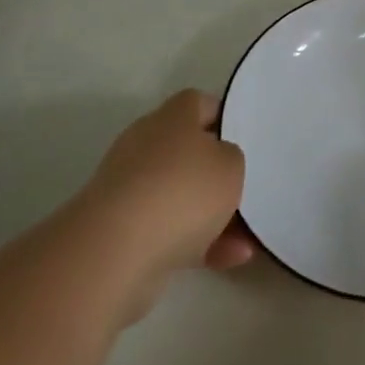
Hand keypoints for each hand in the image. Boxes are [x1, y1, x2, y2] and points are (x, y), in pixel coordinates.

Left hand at [71, 90, 252, 320]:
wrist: (115, 252)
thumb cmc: (182, 191)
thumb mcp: (230, 165)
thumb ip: (231, 158)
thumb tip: (218, 162)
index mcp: (171, 118)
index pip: (198, 104)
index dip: (223, 117)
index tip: (245, 138)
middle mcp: (146, 146)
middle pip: (189, 153)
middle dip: (218, 175)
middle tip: (249, 190)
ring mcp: (131, 190)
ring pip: (181, 197)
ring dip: (214, 217)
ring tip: (248, 240)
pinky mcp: (122, 231)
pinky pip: (169, 230)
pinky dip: (198, 243)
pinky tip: (230, 260)